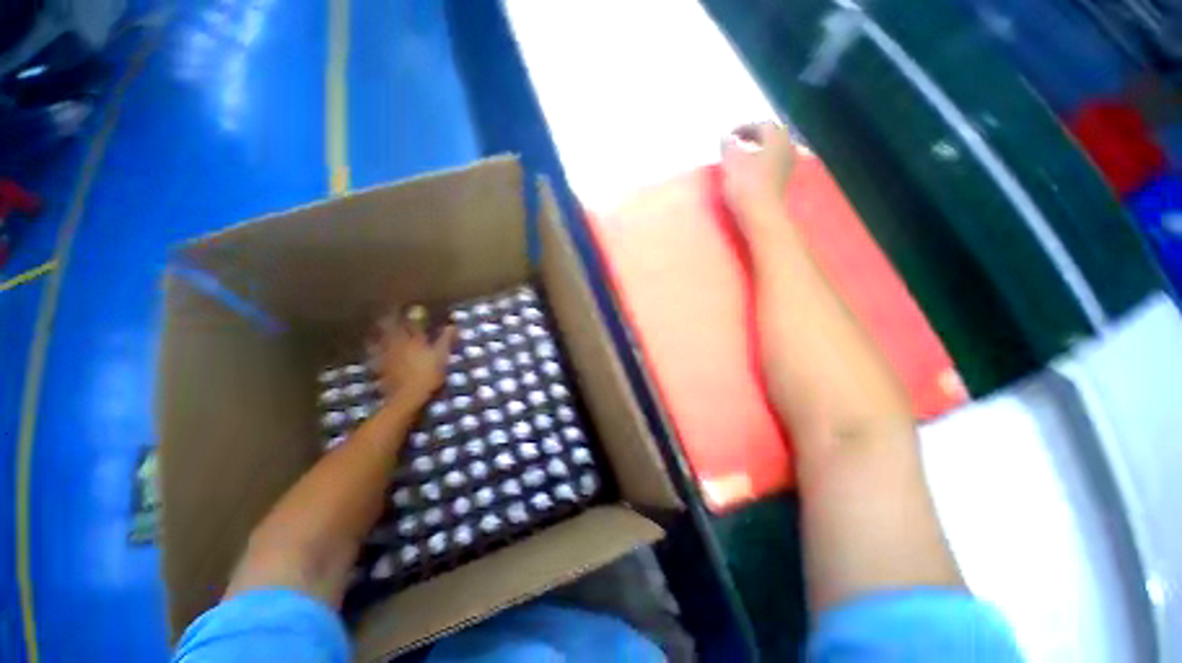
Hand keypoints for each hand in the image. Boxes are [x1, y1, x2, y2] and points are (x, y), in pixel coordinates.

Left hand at [376, 317, 455, 406]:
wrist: (407, 397)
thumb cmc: (428, 374)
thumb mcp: (442, 356)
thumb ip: (446, 340)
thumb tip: (453, 325)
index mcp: (413, 340)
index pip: (409, 323)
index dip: (407, 314)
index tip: (405, 306)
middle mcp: (397, 345)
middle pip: (390, 329)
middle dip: (388, 320)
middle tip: (387, 313)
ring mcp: (387, 357)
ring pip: (380, 340)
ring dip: (378, 333)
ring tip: (376, 328)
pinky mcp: (381, 369)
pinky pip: (376, 355)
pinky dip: (374, 350)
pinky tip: (374, 350)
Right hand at [720, 122, 797, 233]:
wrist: (761, 215)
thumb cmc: (746, 187)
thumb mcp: (732, 164)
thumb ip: (728, 147)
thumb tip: (725, 137)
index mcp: (776, 140)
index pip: (763, 126)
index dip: (745, 127)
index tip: (729, 135)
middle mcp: (786, 149)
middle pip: (773, 136)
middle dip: (756, 136)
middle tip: (739, 140)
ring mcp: (787, 167)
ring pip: (775, 150)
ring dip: (760, 149)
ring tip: (745, 154)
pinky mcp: (783, 182)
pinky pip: (774, 163)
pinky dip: (763, 161)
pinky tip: (752, 170)